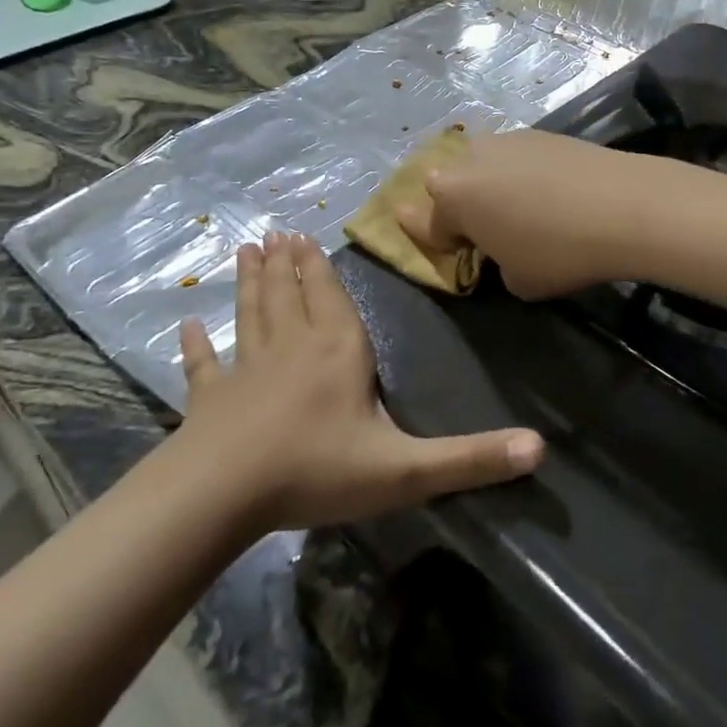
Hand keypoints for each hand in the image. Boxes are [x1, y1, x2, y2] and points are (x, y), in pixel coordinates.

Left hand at [176, 232, 543, 529]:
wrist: (224, 494)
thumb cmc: (317, 471)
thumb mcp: (405, 470)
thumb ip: (470, 459)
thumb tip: (540, 448)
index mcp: (337, 352)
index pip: (331, 297)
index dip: (320, 267)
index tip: (305, 235)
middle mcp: (291, 348)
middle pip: (289, 294)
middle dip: (285, 263)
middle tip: (275, 232)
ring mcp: (246, 370)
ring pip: (251, 314)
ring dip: (249, 283)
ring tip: (245, 251)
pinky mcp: (211, 399)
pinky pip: (205, 365)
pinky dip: (197, 345)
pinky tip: (186, 326)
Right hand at [397, 129, 650, 299]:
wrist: (623, 205)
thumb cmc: (559, 252)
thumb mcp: (518, 281)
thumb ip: (495, 262)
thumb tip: (504, 246)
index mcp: (452, 198)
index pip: (429, 223)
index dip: (438, 241)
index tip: (451, 248)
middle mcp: (470, 160)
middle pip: (450, 184)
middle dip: (460, 205)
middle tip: (486, 228)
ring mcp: (506, 140)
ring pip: (483, 164)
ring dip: (490, 184)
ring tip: (521, 208)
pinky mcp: (540, 132)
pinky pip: (516, 157)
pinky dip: (522, 173)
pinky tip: (550, 191)